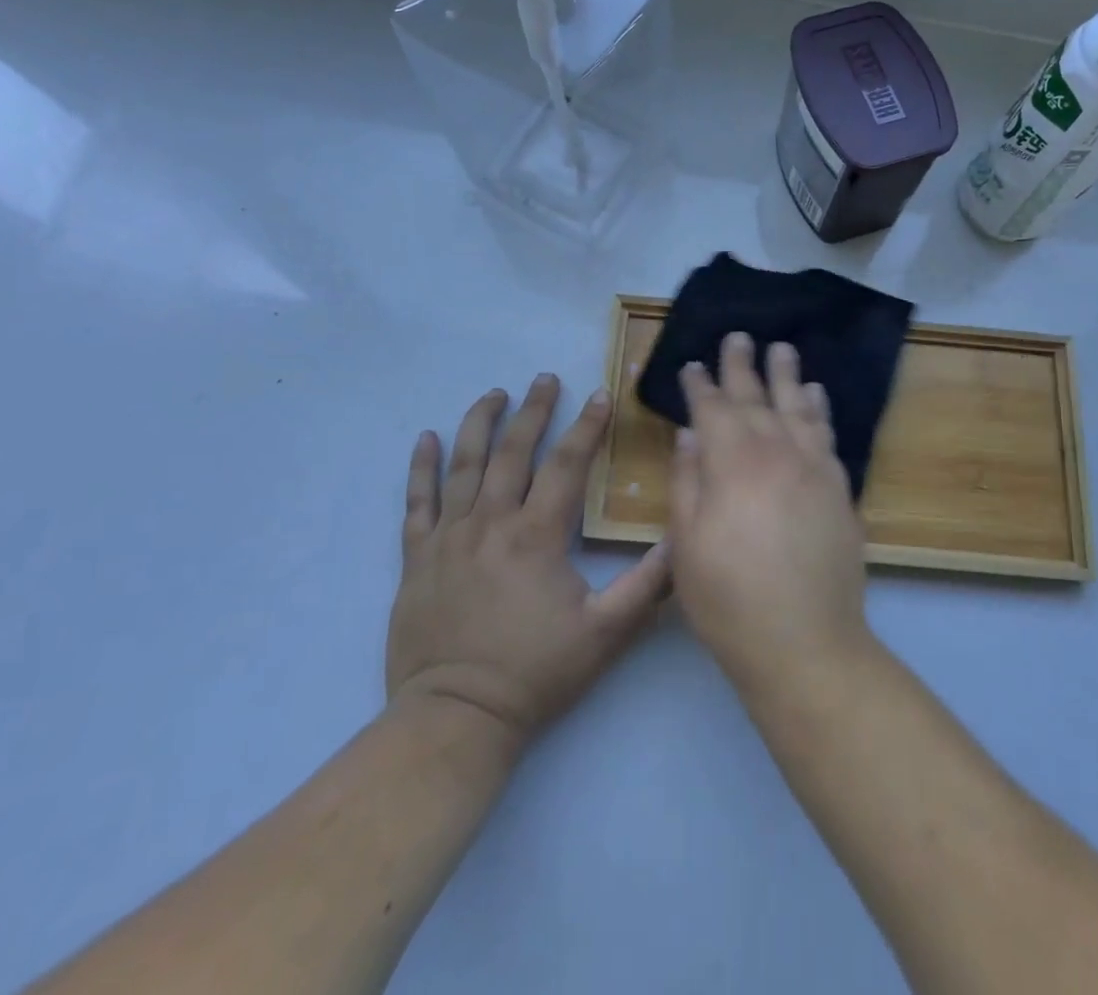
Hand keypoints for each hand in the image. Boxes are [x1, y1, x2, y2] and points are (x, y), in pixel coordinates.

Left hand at [387, 375, 670, 750]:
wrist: (455, 718)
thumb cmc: (535, 674)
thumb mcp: (605, 634)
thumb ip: (647, 585)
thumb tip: (681, 539)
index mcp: (536, 535)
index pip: (566, 465)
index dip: (587, 426)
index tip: (601, 395)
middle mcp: (490, 522)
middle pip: (513, 451)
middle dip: (534, 410)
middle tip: (546, 379)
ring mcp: (449, 536)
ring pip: (464, 464)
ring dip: (480, 423)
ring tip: (494, 393)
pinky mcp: (417, 557)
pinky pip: (417, 501)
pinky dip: (421, 468)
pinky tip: (425, 439)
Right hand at [668, 334, 868, 695]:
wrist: (805, 642)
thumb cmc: (729, 598)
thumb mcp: (686, 544)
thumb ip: (687, 481)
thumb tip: (689, 434)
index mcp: (731, 463)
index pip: (712, 408)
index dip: (701, 384)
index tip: (692, 365)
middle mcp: (775, 451)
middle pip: (756, 397)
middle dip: (742, 364)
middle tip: (738, 336)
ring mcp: (813, 467)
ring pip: (797, 406)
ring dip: (787, 375)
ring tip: (782, 348)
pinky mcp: (839, 487)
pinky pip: (826, 434)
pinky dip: (818, 409)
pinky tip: (814, 395)